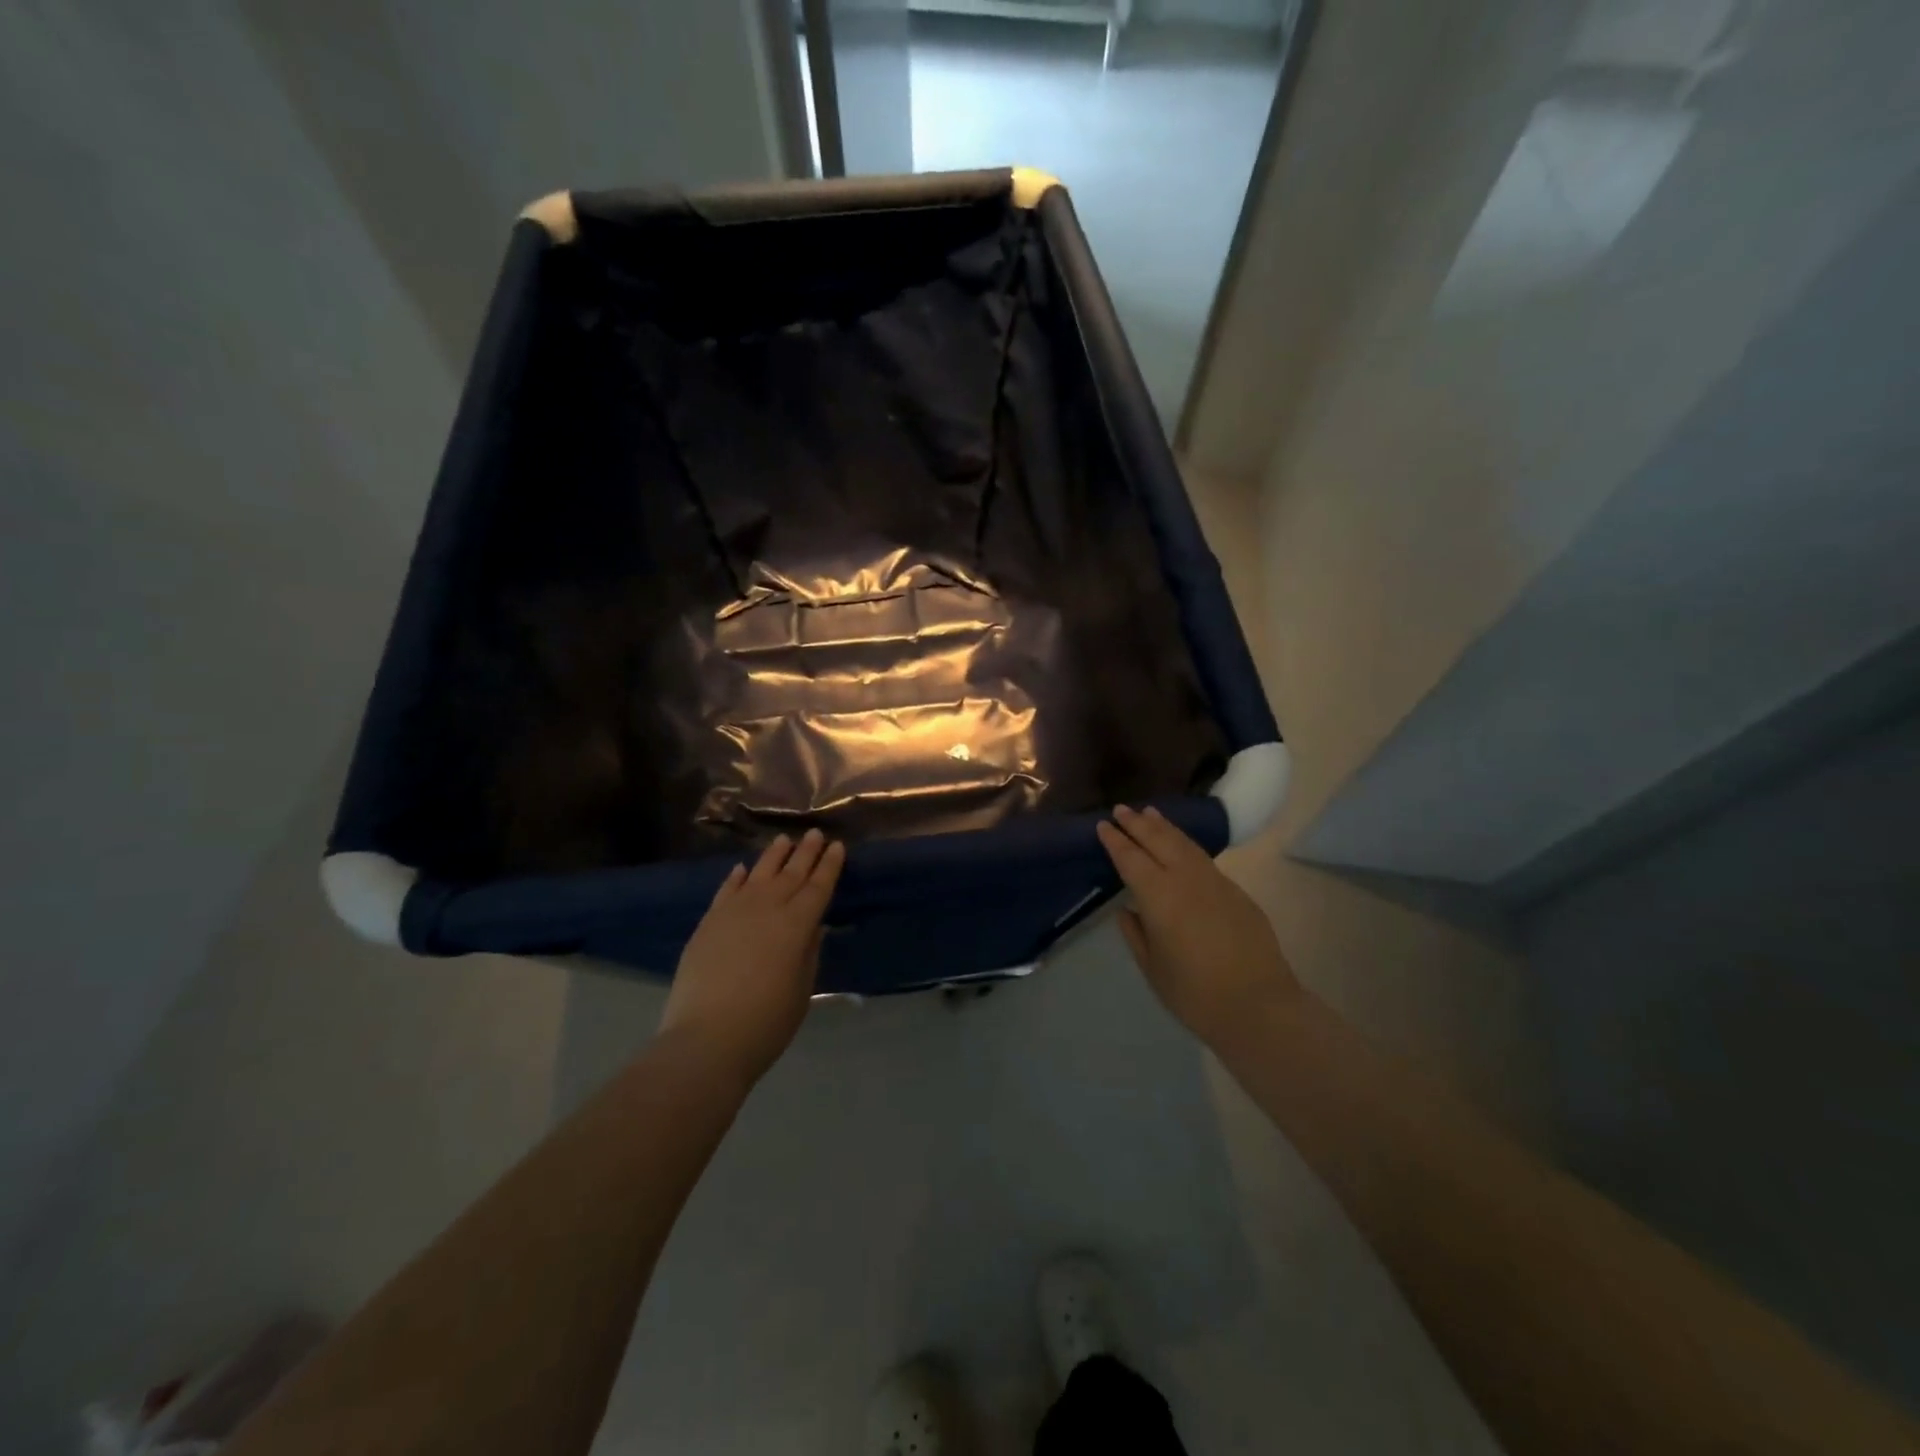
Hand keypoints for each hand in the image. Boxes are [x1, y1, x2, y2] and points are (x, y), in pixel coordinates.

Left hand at [659, 829, 845, 1086]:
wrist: (706, 1038)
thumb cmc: (766, 1022)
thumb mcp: (802, 989)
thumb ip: (808, 953)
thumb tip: (813, 927)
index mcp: (798, 925)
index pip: (818, 886)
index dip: (829, 865)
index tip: (837, 845)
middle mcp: (768, 908)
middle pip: (791, 873)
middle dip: (806, 852)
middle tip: (815, 833)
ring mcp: (734, 912)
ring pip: (759, 873)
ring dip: (774, 855)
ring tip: (784, 840)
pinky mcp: (708, 922)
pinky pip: (727, 890)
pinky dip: (737, 877)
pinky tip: (743, 868)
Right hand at [1096, 805, 1301, 1048]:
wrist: (1259, 1006)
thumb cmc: (1195, 994)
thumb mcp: (1153, 968)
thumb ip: (1137, 934)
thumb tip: (1128, 911)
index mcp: (1158, 897)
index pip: (1131, 859)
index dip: (1115, 841)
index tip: (1103, 825)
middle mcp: (1186, 880)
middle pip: (1159, 841)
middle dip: (1138, 824)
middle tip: (1122, 809)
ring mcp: (1215, 882)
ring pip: (1185, 844)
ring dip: (1165, 827)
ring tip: (1150, 813)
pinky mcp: (1236, 892)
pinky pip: (1203, 859)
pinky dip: (1186, 844)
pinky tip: (1182, 845)